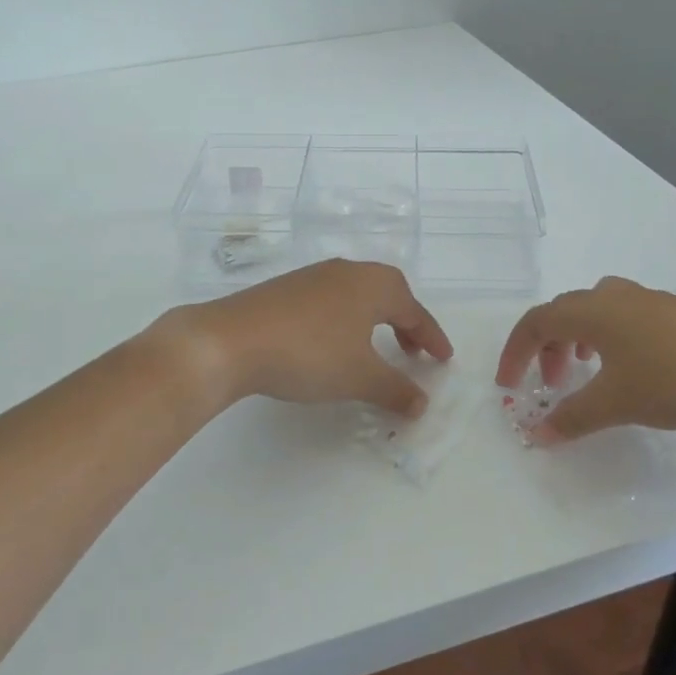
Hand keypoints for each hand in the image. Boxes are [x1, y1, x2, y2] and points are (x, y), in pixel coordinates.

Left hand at [172, 260, 453, 415]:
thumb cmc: (309, 354)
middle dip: (404, 323)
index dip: (431, 337)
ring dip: (373, 321)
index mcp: (373, 284)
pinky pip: (330, 302)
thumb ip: (396, 389)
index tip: (443, 358)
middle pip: (387, 294)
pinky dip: (344, 321)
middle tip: (413, 353)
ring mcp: (312, 277)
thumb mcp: (360, 377)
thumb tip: (421, 402)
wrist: (231, 340)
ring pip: (356, 296)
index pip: (414, 310)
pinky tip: (331, 344)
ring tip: (374, 350)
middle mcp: (346, 272)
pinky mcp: (284, 289)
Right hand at [496, 277, 675, 443]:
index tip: (508, 385)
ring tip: (583, 374)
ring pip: (592, 314)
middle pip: (561, 314)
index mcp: (590, 311)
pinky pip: (620, 319)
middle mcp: (611, 297)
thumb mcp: (618, 402)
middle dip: (545, 350)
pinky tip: (628, 368)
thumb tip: (535, 433)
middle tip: (549, 386)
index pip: (534, 323)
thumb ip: (572, 417)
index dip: (514, 353)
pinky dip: (605, 341)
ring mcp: (645, 301)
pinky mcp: (673, 312)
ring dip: (575, 343)